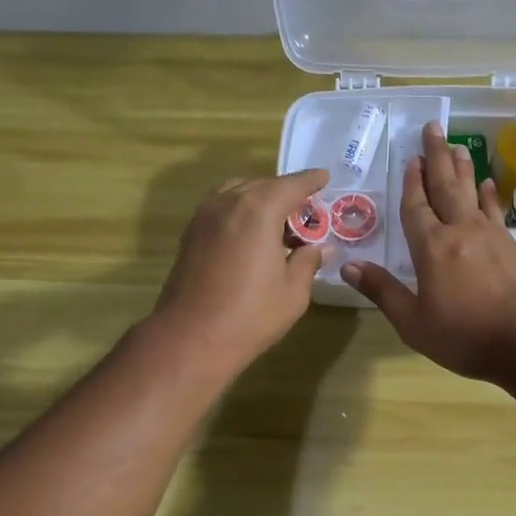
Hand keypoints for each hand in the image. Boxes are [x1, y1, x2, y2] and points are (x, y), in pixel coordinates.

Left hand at [151, 167, 328, 375]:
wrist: (191, 338)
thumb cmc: (250, 316)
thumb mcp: (293, 292)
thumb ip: (307, 262)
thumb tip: (320, 248)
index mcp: (259, 210)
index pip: (292, 185)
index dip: (311, 181)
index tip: (324, 177)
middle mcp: (229, 203)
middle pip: (263, 185)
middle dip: (286, 193)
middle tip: (306, 211)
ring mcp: (204, 216)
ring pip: (237, 193)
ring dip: (260, 200)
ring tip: (277, 222)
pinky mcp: (190, 234)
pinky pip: (221, 208)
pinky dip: (239, 211)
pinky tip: (250, 235)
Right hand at [344, 121, 515, 380]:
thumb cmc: (465, 336)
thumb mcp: (414, 323)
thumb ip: (383, 292)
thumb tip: (348, 266)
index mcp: (431, 248)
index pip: (416, 207)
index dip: (411, 182)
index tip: (410, 158)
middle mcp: (460, 231)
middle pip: (445, 186)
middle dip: (437, 157)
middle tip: (433, 128)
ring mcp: (490, 235)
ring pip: (472, 192)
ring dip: (462, 168)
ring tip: (457, 146)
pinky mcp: (512, 246)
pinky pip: (495, 210)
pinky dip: (489, 195)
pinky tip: (488, 185)